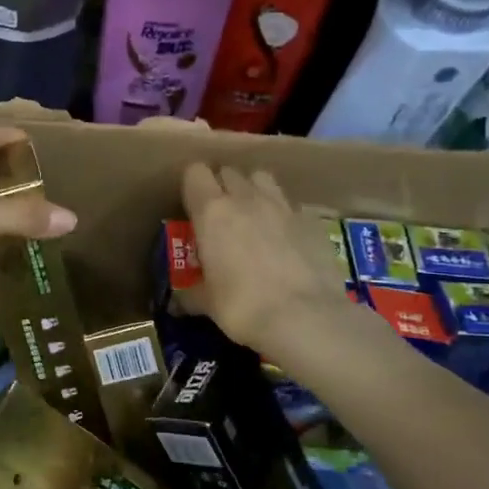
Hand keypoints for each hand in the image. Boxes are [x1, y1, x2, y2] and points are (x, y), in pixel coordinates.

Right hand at [180, 164, 357, 350]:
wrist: (306, 317)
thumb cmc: (243, 306)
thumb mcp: (207, 303)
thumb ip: (190, 294)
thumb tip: (177, 303)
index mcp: (212, 212)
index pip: (195, 173)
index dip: (192, 186)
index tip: (191, 207)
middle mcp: (246, 198)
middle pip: (229, 171)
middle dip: (221, 187)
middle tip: (220, 216)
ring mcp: (282, 206)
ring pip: (262, 178)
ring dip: (253, 191)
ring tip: (252, 217)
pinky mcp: (311, 220)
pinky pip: (290, 205)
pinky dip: (282, 215)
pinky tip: (284, 240)